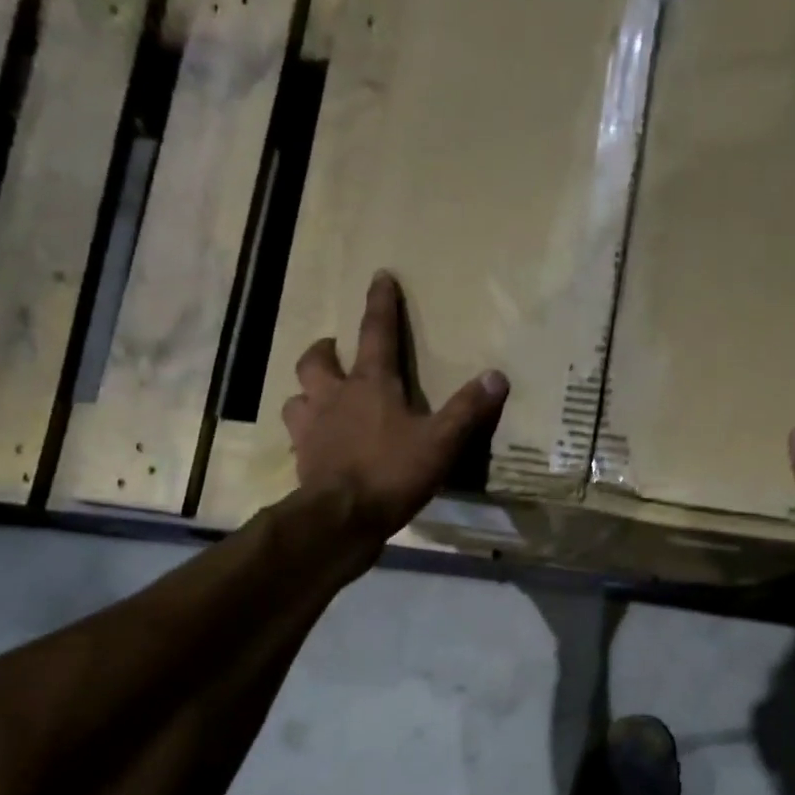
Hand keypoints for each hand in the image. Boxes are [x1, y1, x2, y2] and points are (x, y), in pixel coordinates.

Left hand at [283, 272, 508, 539]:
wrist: (342, 518)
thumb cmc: (392, 472)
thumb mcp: (441, 442)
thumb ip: (468, 410)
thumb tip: (497, 375)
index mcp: (370, 385)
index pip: (376, 333)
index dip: (380, 304)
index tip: (380, 276)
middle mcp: (333, 397)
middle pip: (317, 360)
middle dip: (326, 350)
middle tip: (335, 350)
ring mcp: (311, 428)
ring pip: (297, 397)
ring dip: (307, 392)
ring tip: (320, 398)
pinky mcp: (302, 460)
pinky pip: (297, 438)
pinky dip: (306, 435)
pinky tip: (317, 445)